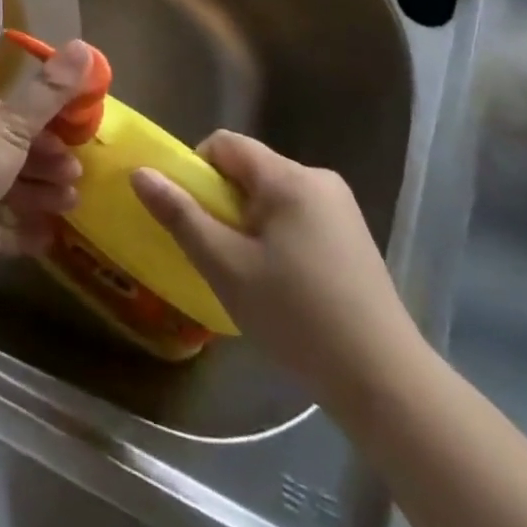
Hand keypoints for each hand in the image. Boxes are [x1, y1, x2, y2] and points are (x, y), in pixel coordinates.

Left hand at [0, 40, 94, 299]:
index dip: (45, 121)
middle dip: (46, 160)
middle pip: (9, 151)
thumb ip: (49, 92)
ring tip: (71, 203)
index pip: (9, 112)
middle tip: (77, 174)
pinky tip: (49, 237)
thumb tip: (84, 44)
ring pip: (5, 189)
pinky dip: (22, 233)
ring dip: (40, 194)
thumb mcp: (10, 123)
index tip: (78, 134)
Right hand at [130, 132, 425, 407]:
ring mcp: (341, 209)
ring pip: (273, 196)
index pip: (225, 144)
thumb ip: (180, 215)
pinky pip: (298, 216)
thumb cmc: (297, 317)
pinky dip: (278, 237)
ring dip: (250, 223)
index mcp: (288, 177)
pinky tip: (285, 286)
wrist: (386, 382)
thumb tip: (140, 172)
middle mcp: (318, 179)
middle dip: (224, 202)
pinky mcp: (354, 238)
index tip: (193, 216)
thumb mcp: (226, 266)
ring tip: (251, 275)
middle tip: (220, 253)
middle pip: (249, 169)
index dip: (197, 170)